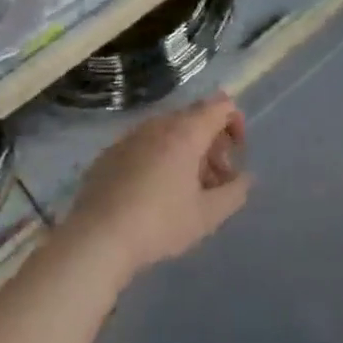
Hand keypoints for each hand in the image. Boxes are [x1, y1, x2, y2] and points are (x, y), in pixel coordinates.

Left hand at [64, 96, 250, 282]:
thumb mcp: (207, 216)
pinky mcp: (110, 152)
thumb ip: (234, 193)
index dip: (235, 122)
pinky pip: (145, 144)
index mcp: (186, 131)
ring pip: (168, 131)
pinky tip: (153, 193)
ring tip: (186, 190)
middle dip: (211, 143)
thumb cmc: (160, 223)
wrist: (97, 237)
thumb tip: (245, 178)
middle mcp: (159, 123)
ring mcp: (131, 135)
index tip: (236, 154)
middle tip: (214, 180)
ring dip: (185, 151)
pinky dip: (159, 157)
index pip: (221, 104)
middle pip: (195, 118)